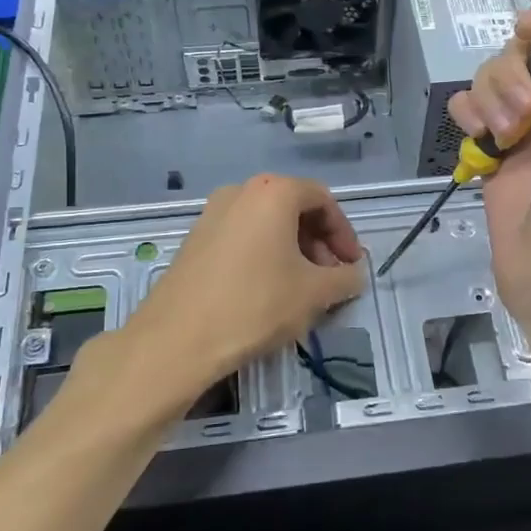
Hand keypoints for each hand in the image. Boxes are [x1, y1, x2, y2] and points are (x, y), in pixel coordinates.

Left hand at [131, 173, 365, 383]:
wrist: (177, 338)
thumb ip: (345, 278)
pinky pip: (242, 237)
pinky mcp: (194, 239)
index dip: (344, 233)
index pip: (323, 200)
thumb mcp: (314, 294)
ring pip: (266, 224)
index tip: (352, 265)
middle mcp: (240, 191)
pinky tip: (267, 292)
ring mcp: (212, 214)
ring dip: (292, 251)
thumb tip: (353, 275)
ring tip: (301, 289)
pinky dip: (264, 255)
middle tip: (330, 279)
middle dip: (319, 243)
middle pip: (293, 208)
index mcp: (273, 192)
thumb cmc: (256, 304)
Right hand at [447, 1, 530, 315]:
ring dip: (491, 99)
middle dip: (513, 73)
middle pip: (520, 52)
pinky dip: (468, 117)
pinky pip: (468, 111)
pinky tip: (479, 141)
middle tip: (525, 111)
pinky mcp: (491, 150)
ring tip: (504, 136)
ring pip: (489, 79)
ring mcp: (521, 127)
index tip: (526, 28)